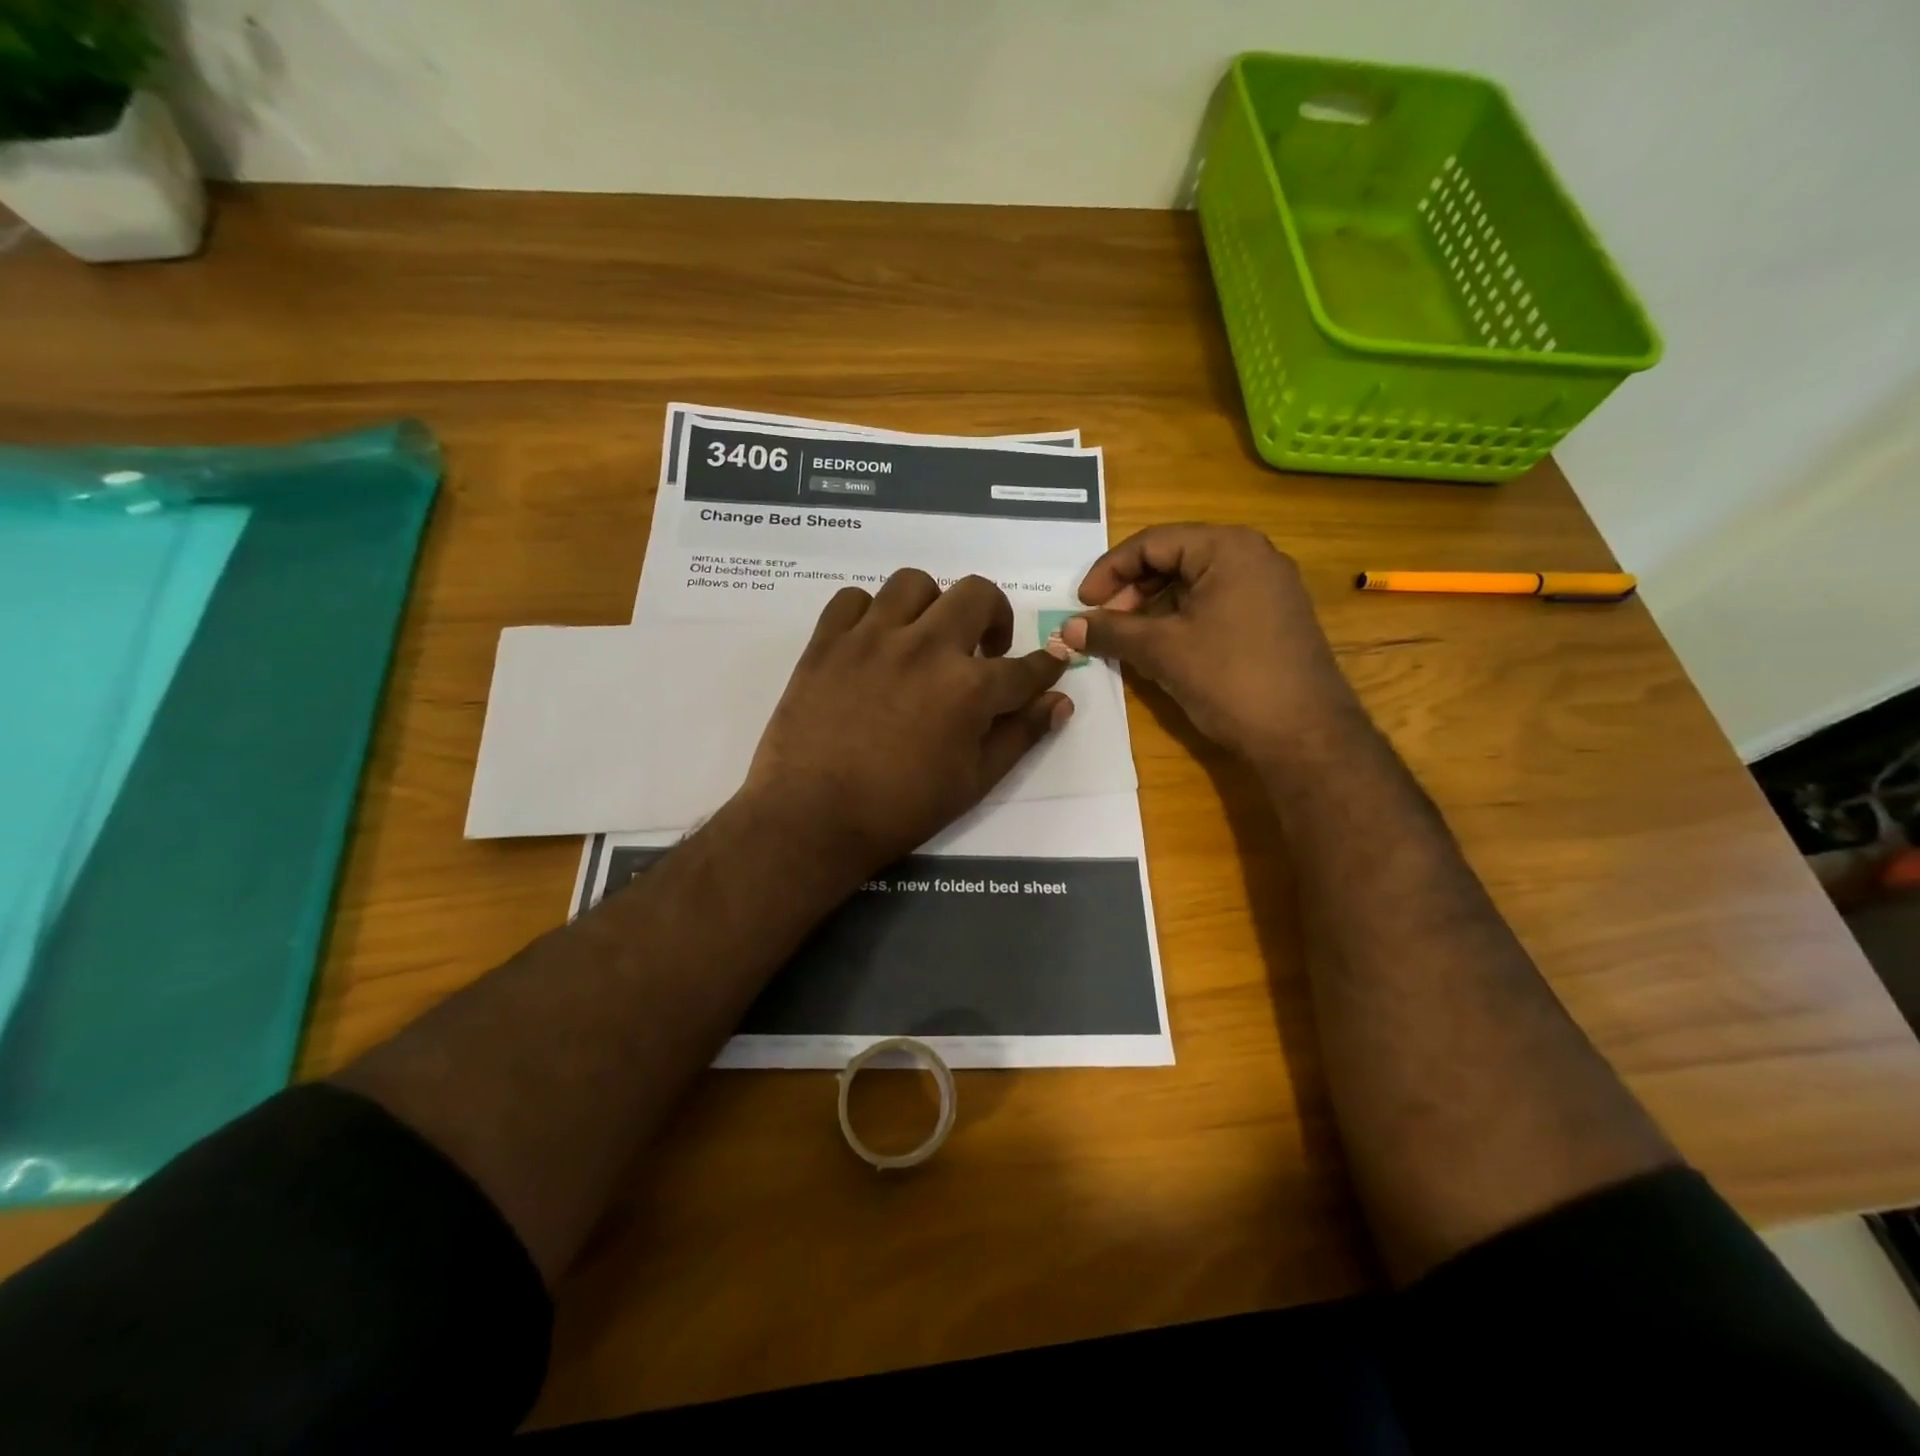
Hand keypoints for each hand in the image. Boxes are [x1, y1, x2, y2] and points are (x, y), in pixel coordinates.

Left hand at [743, 570, 1071, 875]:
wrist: (811, 818)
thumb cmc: (900, 809)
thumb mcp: (974, 781)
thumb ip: (1020, 736)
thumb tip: (1059, 703)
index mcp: (969, 688)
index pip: (1024, 667)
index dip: (1046, 666)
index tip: (1050, 662)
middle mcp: (926, 647)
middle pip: (978, 595)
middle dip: (996, 616)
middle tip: (984, 648)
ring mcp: (872, 638)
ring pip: (915, 584)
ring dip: (932, 606)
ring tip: (925, 638)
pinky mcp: (827, 641)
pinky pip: (853, 599)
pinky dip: (869, 613)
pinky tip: (872, 642)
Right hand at [1061, 524, 1359, 758]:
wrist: (1304, 735)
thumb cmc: (1229, 679)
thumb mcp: (1161, 651)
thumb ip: (1111, 631)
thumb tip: (1068, 627)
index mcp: (1228, 548)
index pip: (1152, 543)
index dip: (1109, 571)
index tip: (1083, 604)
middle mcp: (1253, 555)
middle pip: (1174, 557)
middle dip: (1131, 589)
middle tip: (1105, 623)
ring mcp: (1269, 587)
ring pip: (1194, 582)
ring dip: (1153, 605)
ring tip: (1129, 637)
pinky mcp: (1274, 617)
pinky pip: (1216, 602)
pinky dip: (1181, 618)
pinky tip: (1163, 647)